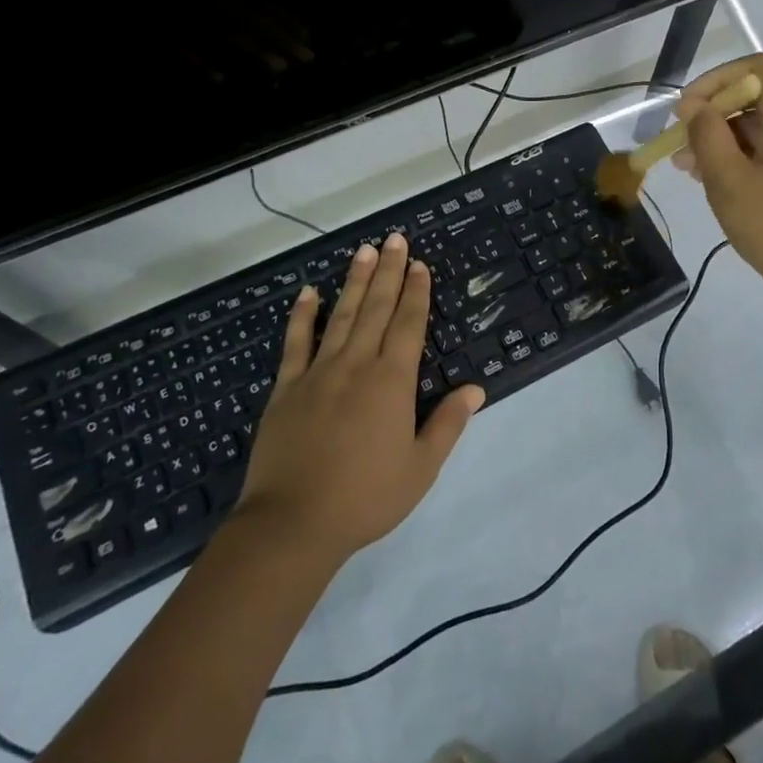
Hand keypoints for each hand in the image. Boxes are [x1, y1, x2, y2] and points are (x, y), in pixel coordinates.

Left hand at [236, 233, 483, 562]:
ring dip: (355, 281)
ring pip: (340, 315)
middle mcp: (357, 365)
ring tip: (365, 251)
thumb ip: (448, 424)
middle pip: (376, 308)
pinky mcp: (286, 388)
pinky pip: (295, 342)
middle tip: (396, 239)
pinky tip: (308, 292)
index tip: (421, 265)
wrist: (292, 524)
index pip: (408, 324)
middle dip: (389, 272)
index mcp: (391, 381)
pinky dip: (302, 315)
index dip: (417, 292)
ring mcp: (318, 373)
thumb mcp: (420, 468)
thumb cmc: (366, 498)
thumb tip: (476, 388)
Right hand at [673, 54, 762, 314]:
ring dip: (725, 141)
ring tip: (689, 170)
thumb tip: (694, 107)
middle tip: (679, 147)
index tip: (687, 109)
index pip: (758, 68)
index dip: (717, 79)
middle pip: (759, 99)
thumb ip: (707, 134)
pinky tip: (719, 182)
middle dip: (714, 116)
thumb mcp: (728, 180)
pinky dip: (746, 157)